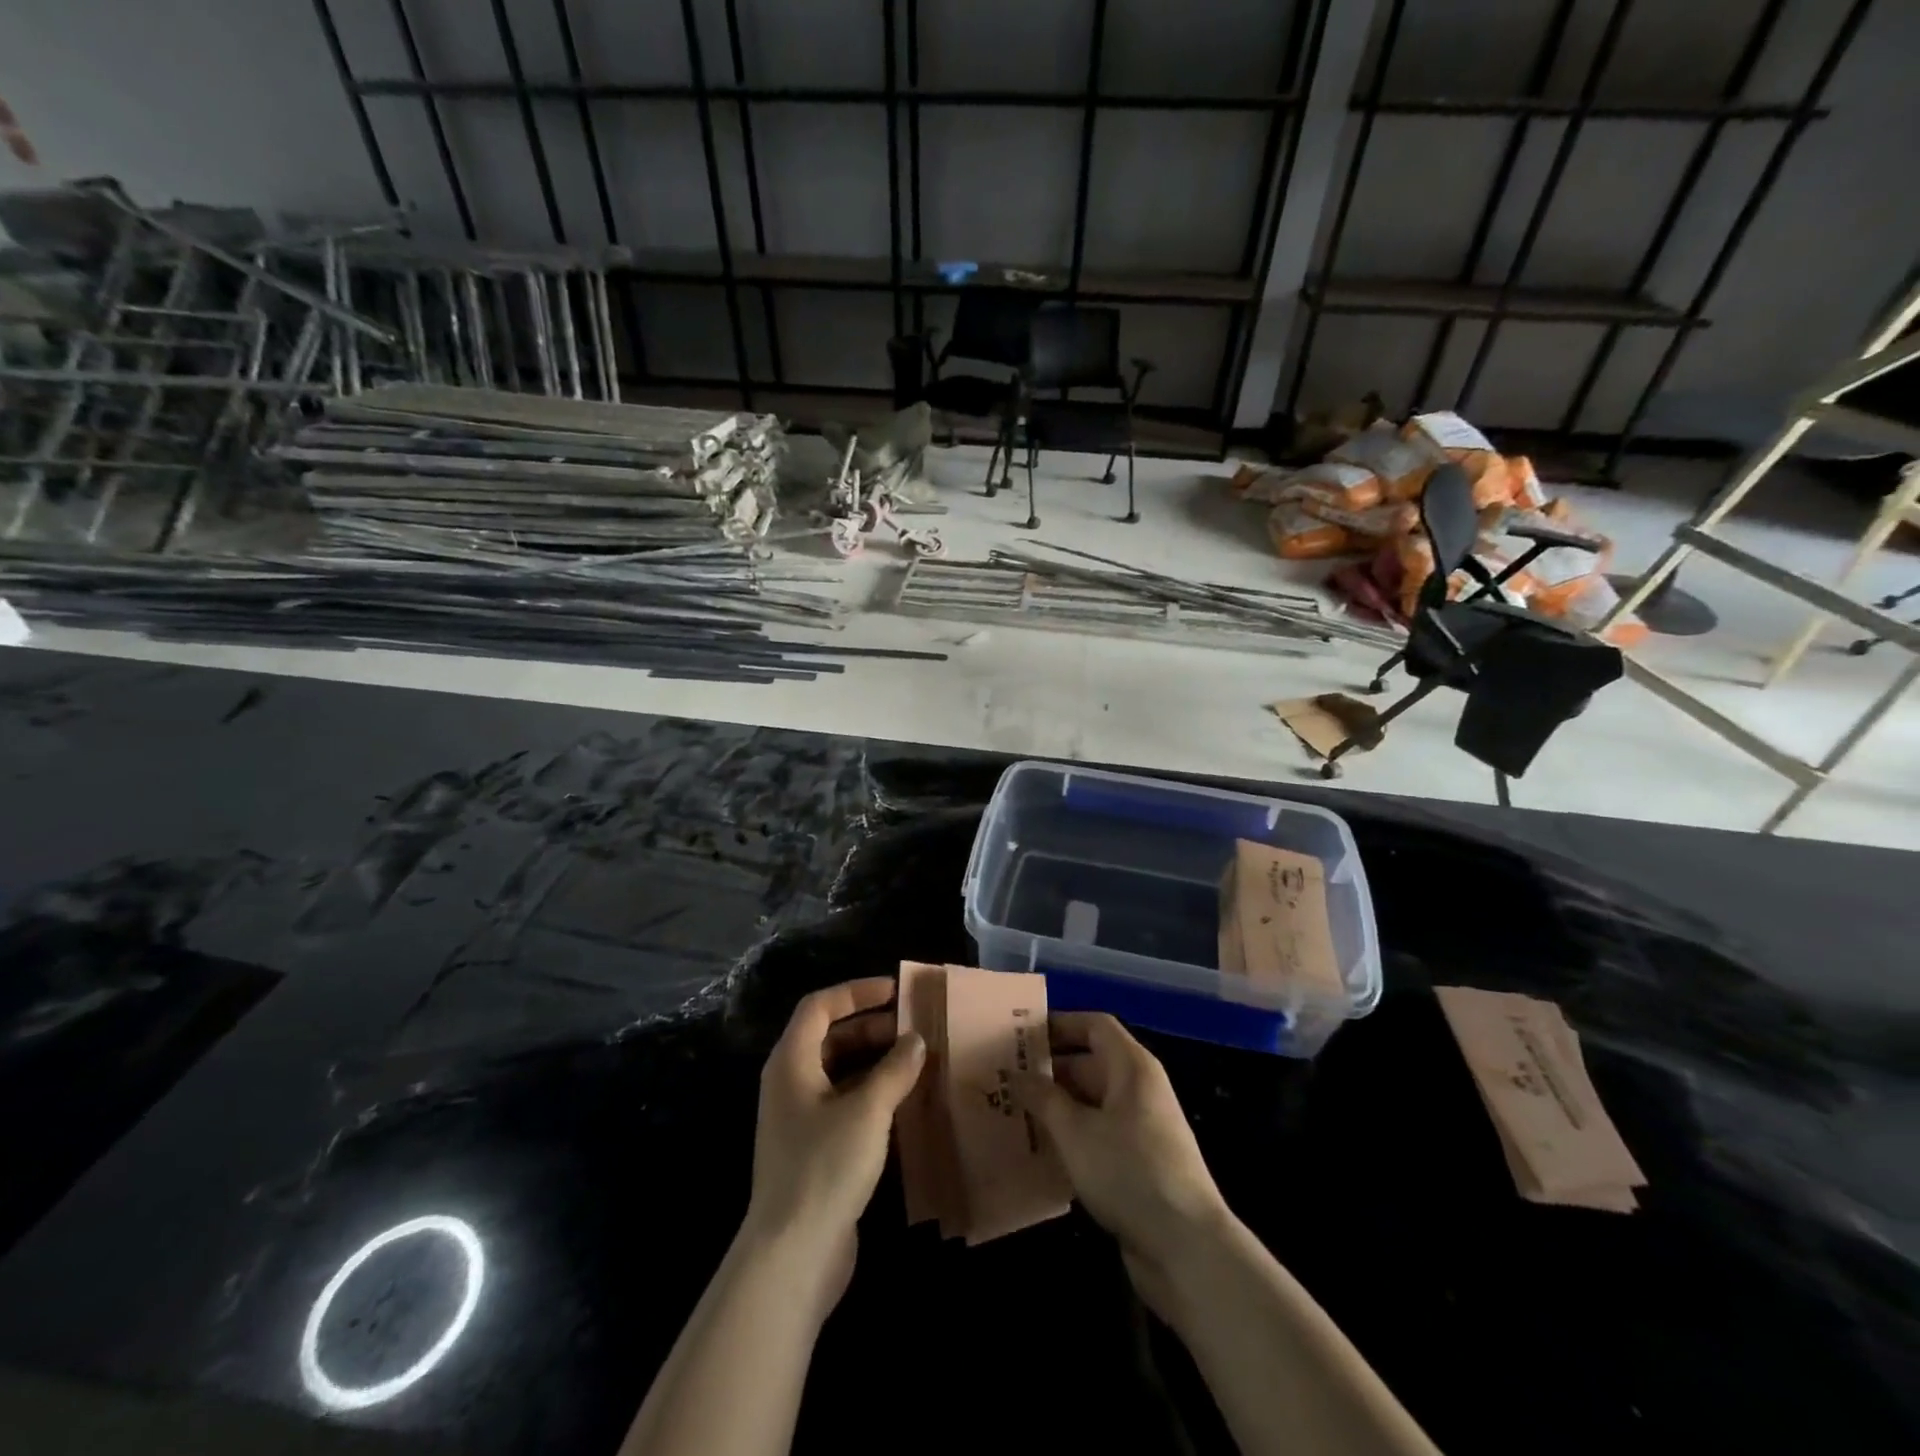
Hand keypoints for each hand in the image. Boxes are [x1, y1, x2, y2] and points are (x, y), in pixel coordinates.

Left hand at [744, 979, 924, 1309]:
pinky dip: (873, 1094)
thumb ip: (895, 1069)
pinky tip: (906, 1102)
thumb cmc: (825, 1167)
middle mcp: (790, 1083)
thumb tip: (916, 1040)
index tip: (896, 992)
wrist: (792, 1256)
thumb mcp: (867, 1110)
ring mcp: (800, 1119)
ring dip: (876, 1062)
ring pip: (840, 1072)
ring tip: (918, 1062)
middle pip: (830, 1037)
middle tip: (915, 1029)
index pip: (820, 1006)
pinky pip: (845, 1104)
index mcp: (791, 1062)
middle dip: (872, 1027)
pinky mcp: (814, 1149)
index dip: (856, 992)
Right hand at [1015, 1013, 1231, 1317]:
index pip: (1095, 1026)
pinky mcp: (1138, 1164)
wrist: (1186, 1248)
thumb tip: (1017, 1074)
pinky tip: (1039, 1151)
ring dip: (1056, 1106)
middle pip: (1091, 1063)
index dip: (1060, 1023)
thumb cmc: (1129, 1171)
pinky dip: (1070, 1137)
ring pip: (1091, 1103)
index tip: (1022, 1034)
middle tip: (1005, 1077)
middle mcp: (1139, 1090)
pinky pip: (1098, 1135)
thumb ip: (1043, 1098)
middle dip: (1049, 1069)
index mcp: (1132, 1068)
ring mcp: (1141, 1128)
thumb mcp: (1075, 1132)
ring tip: (1013, 1112)